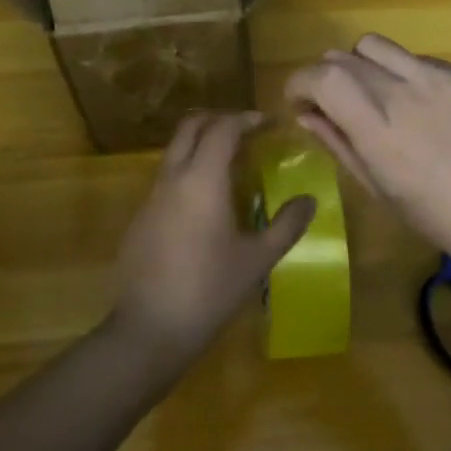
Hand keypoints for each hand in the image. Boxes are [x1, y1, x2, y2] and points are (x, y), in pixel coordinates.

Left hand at [109, 111, 315, 371]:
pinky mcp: (141, 217)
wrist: (149, 330)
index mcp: (203, 178)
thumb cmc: (209, 291)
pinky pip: (167, 176)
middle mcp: (173, 176)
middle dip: (220, 119)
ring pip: (176, 150)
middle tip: (248, 132)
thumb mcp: (257, 260)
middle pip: (192, 126)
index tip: (269, 123)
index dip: (247, 119)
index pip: (223, 127)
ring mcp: (152, 196)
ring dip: (202, 144)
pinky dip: (189, 170)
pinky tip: (207, 202)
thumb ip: (286, 225)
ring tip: (232, 164)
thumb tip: (310, 199)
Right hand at [285, 34, 450, 275]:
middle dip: (325, 77)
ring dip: (359, 65)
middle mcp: (403, 92)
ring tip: (372, 95)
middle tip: (333, 104)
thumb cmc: (441, 219)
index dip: (299, 83)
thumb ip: (339, 144)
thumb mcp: (380, 191)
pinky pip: (413, 58)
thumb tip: (306, 115)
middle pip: (342, 57)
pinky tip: (417, 104)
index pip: (321, 76)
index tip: (299, 102)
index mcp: (378, 130)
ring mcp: (436, 78)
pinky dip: (399, 72)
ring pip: (374, 45)